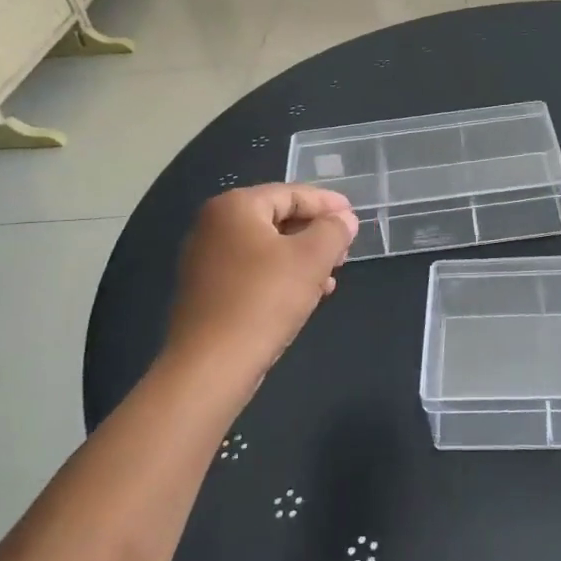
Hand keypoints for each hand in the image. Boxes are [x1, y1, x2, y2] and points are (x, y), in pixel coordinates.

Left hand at [166, 185, 357, 379]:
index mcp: (235, 207)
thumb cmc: (263, 300)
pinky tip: (307, 296)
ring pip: (267, 248)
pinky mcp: (207, 292)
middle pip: (277, 218)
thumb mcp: (311, 259)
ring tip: (332, 275)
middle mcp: (214, 225)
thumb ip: (333, 230)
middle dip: (315, 233)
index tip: (354, 217)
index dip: (327, 204)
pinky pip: (252, 272)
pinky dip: (281, 276)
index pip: (291, 193)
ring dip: (302, 258)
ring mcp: (206, 260)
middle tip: (345, 249)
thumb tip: (344, 219)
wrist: (210, 366)